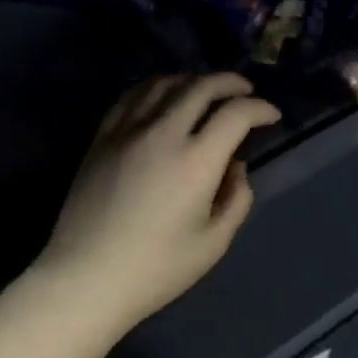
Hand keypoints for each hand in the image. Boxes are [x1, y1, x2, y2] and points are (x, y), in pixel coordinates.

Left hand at [35, 74, 279, 329]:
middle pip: (201, 86)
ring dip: (192, 80)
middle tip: (245, 91)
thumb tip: (234, 166)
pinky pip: (131, 96)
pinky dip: (155, 87)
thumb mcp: (214, 243)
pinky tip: (162, 96)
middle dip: (231, 82)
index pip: (236, 113)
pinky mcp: (102, 137)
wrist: (86, 277)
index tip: (271, 116)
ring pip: (164, 83)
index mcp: (196, 161)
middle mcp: (162, 133)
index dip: (260, 108)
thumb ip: (236, 198)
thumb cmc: (156, 269)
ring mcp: (127, 131)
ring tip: (205, 90)